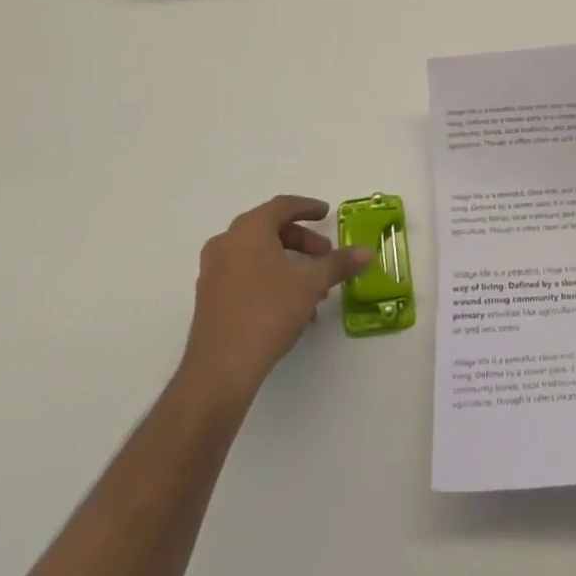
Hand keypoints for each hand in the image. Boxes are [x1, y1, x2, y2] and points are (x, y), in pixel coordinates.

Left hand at [179, 196, 372, 406]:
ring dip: (287, 263)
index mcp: (249, 230)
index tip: (326, 214)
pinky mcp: (208, 298)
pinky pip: (244, 274)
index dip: (307, 208)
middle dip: (301, 240)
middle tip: (324, 254)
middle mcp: (226, 243)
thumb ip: (338, 264)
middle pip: (269, 229)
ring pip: (257, 254)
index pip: (282, 206)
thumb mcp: (310, 285)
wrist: (219, 370)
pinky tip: (290, 307)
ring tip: (312, 288)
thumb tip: (366, 252)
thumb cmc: (267, 313)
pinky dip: (269, 278)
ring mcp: (213, 271)